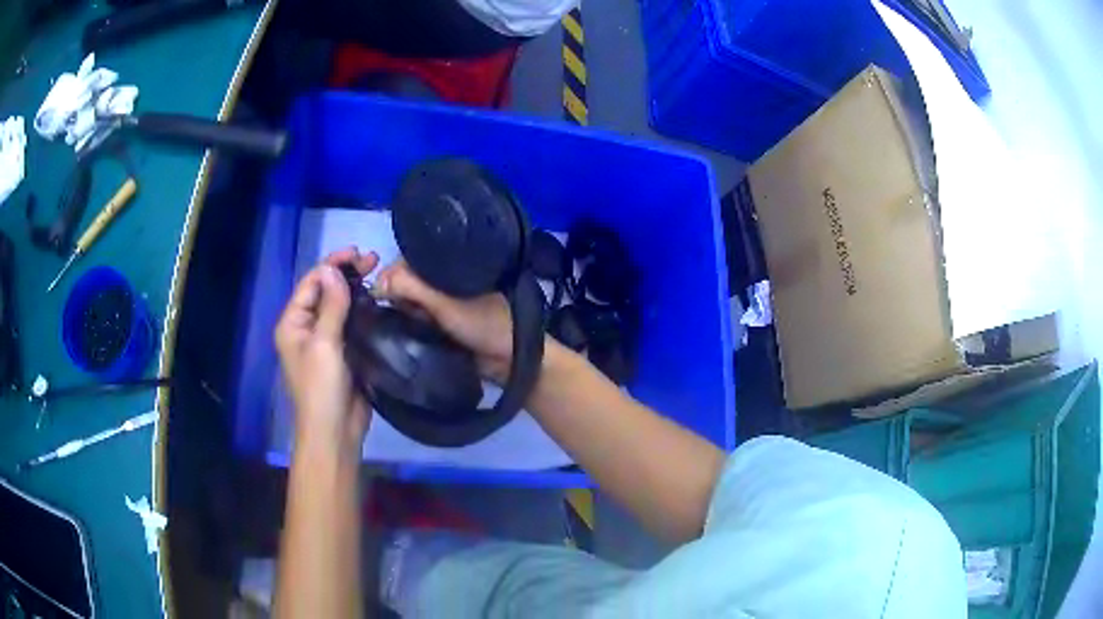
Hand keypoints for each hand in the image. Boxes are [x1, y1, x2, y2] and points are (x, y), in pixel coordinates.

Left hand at [275, 247, 378, 450]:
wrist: (335, 431)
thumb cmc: (321, 388)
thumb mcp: (324, 344)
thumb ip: (330, 306)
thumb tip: (332, 268)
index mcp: (292, 323)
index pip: (311, 283)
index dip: (333, 264)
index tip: (359, 253)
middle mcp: (306, 328)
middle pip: (325, 292)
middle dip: (346, 274)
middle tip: (373, 260)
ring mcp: (325, 341)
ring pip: (339, 306)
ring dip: (356, 290)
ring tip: (379, 275)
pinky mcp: (343, 352)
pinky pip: (351, 323)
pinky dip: (363, 309)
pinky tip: (379, 301)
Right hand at [374, 261, 513, 382]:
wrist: (509, 361)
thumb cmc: (482, 324)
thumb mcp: (444, 303)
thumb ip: (411, 287)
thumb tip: (377, 281)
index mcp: (448, 265)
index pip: (408, 261)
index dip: (390, 274)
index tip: (379, 292)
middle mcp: (441, 280)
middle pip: (405, 281)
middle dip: (394, 294)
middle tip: (391, 312)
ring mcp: (440, 303)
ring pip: (408, 301)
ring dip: (400, 311)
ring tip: (395, 322)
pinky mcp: (439, 324)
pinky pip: (415, 319)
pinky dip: (407, 323)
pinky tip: (399, 330)